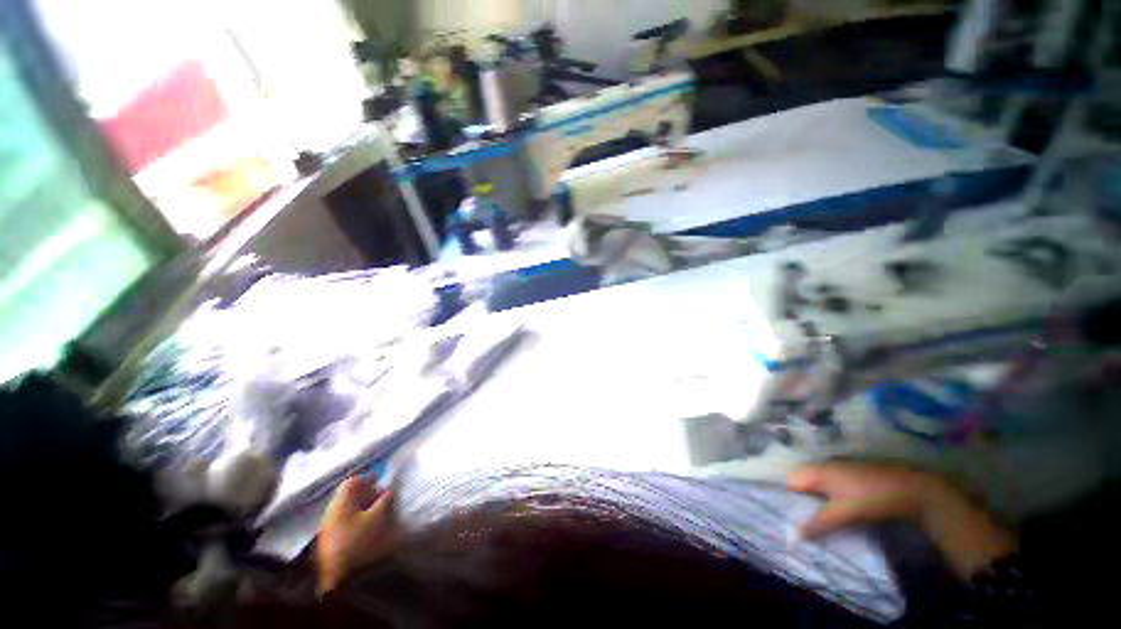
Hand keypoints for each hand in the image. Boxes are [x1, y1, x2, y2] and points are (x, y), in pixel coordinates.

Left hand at [316, 477, 399, 593]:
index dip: (368, 480)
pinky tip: (367, 532)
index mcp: (340, 503)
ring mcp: (327, 530)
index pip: (352, 482)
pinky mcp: (329, 545)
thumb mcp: (379, 517)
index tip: (381, 484)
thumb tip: (387, 492)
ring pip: (347, 512)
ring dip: (362, 511)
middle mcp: (330, 512)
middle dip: (367, 496)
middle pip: (349, 497)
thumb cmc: (360, 542)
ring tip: (377, 518)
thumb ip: (385, 500)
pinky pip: (344, 526)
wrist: (339, 581)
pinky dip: (357, 524)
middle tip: (382, 501)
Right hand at [787, 462, 942, 537]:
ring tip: (815, 524)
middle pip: (801, 485)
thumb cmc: (871, 497)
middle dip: (799, 504)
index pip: (788, 482)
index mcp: (815, 470)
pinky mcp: (850, 478)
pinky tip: (833, 516)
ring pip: (816, 488)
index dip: (784, 499)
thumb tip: (792, 536)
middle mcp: (822, 467)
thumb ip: (818, 522)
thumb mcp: (844, 512)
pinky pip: (829, 489)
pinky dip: (826, 502)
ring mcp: (837, 471)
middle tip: (799, 526)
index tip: (784, 518)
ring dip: (813, 504)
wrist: (911, 488)